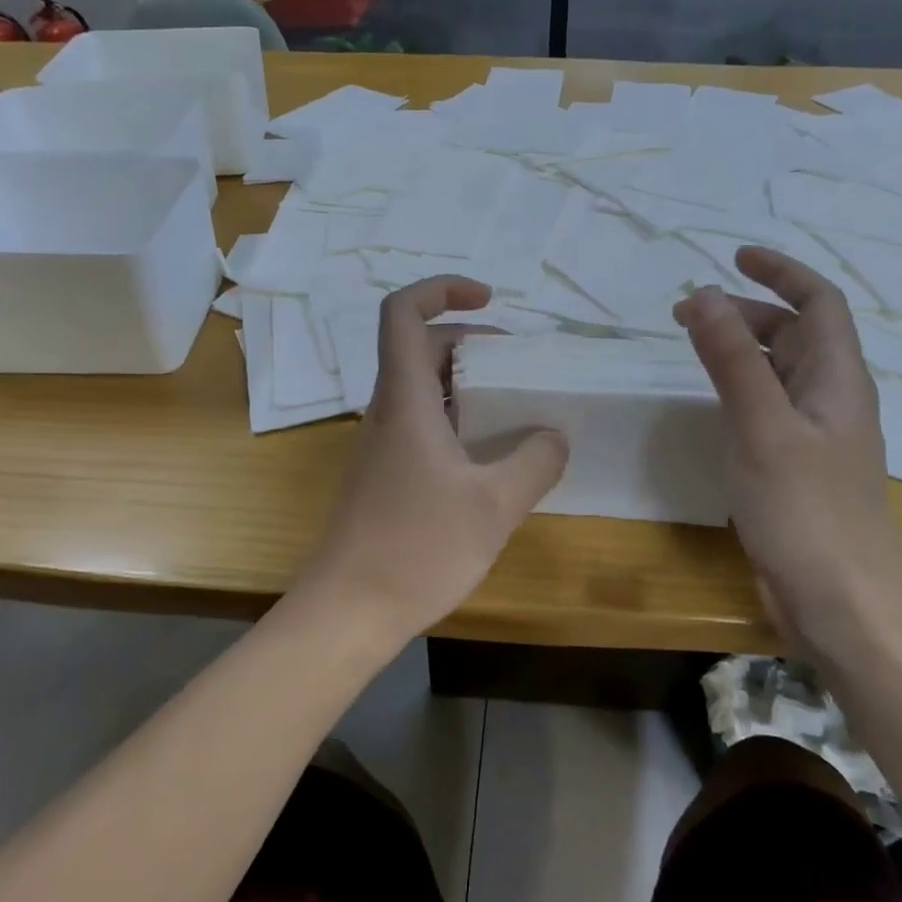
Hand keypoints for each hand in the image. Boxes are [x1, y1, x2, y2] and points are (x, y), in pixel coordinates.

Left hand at [298, 276, 568, 647]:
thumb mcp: (494, 505)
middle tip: (519, 365)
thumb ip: (535, 462)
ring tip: (515, 407)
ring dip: (467, 382)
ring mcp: (382, 443)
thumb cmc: (416, 549)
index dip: (441, 289)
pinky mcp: (385, 473)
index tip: (488, 299)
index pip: (402, 313)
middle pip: (420, 347)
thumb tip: (554, 435)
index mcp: (405, 399)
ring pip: (422, 387)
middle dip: (471, 341)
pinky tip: (490, 456)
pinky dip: (458, 417)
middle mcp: (387, 410)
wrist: (347, 612)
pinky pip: (422, 422)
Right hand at [673, 247, 901, 663]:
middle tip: (690, 311)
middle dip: (749, 310)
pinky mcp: (798, 467)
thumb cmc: (807, 512)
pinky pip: (769, 406)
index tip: (734, 257)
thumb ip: (732, 359)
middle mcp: (832, 398)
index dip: (781, 272)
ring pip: (780, 371)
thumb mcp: (762, 427)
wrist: (844, 607)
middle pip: (796, 333)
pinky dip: (740, 386)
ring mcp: (816, 435)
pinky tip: (713, 402)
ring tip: (694, 343)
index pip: (819, 302)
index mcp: (837, 378)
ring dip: (741, 346)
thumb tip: (706, 295)